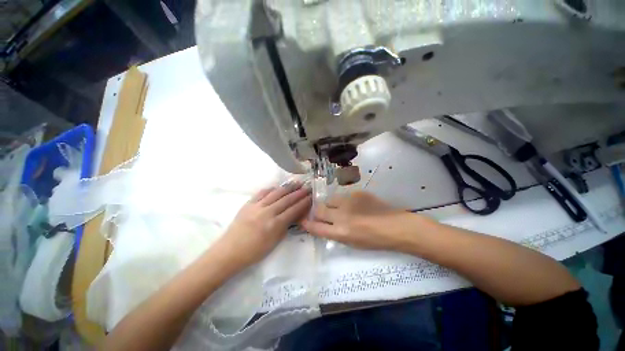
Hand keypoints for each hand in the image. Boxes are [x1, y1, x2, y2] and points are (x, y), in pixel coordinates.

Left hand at [216, 183, 311, 269]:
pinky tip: (277, 186)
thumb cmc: (254, 251)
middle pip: (287, 199)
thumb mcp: (275, 242)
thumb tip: (295, 215)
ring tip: (296, 182)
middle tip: (307, 187)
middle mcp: (267, 212)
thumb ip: (286, 226)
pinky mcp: (248, 204)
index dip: (304, 202)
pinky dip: (271, 188)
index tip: (311, 196)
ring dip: (287, 187)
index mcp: (275, 224)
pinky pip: (261, 193)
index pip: (294, 210)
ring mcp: (257, 206)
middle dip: (299, 193)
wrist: (229, 251)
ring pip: (276, 193)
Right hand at [301, 191, 411, 249]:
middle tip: (321, 213)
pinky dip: (345, 201)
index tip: (303, 220)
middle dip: (316, 211)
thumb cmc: (374, 240)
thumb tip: (325, 224)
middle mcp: (341, 215)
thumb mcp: (352, 243)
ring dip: (331, 205)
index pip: (316, 227)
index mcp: (341, 232)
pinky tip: (355, 205)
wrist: (395, 226)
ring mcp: (349, 201)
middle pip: (319, 209)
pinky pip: (344, 196)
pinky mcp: (356, 193)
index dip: (307, 224)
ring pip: (330, 199)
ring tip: (340, 208)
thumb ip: (335, 232)